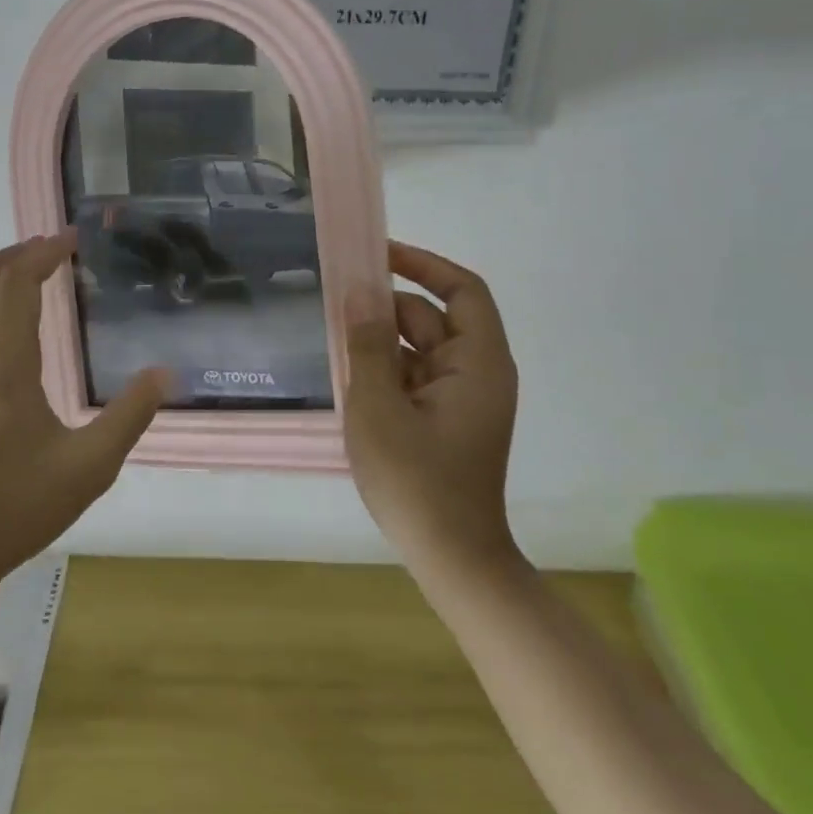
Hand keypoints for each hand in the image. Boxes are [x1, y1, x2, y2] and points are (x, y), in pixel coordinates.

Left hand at [0, 233, 166, 589]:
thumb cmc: (15, 506)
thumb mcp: (90, 466)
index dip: (41, 255)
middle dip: (7, 257)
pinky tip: (13, 340)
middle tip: (46, 253)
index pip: (14, 286)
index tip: (71, 240)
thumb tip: (164, 374)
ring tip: (29, 284)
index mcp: (3, 365)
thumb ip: (130, 416)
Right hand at [344, 241, 519, 579]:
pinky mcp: (446, 420)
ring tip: (334, 337)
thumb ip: (368, 346)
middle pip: (433, 318)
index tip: (378, 255)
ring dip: (381, 341)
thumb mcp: (379, 407)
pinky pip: (415, 377)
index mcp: (478, 362)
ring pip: (420, 349)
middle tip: (335, 299)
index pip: (462, 290)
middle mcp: (477, 372)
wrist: (451, 558)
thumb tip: (360, 297)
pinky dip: (386, 370)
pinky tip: (350, 375)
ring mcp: (462, 398)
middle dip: (387, 307)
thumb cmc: (416, 481)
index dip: (424, 264)